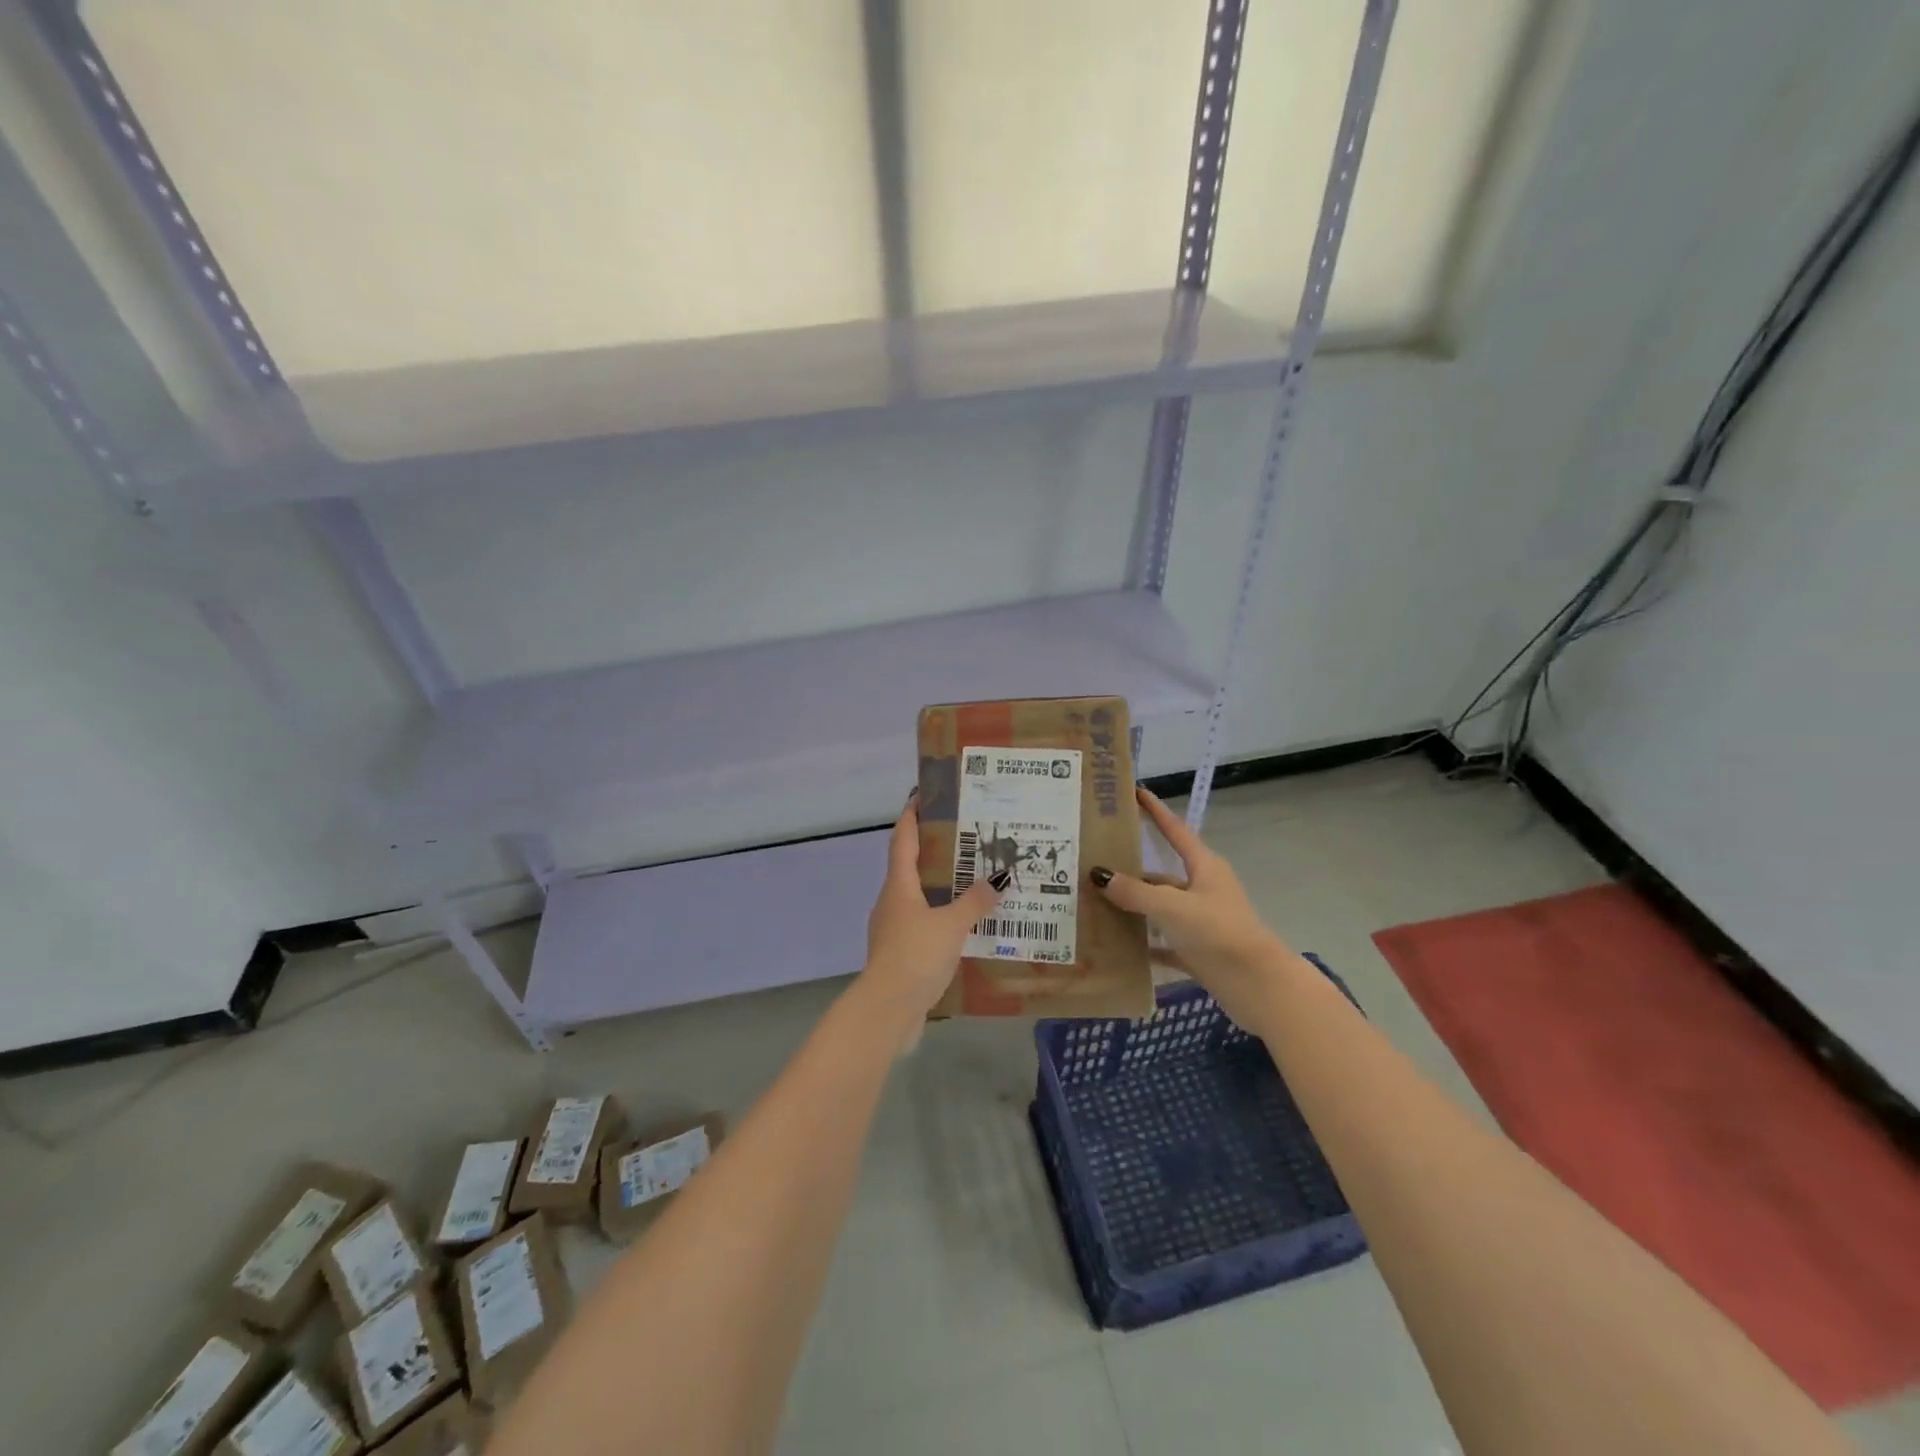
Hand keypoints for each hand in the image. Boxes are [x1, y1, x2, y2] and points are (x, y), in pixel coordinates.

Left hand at [855, 793, 1002, 1042]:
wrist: (888, 1010)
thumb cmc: (915, 956)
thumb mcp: (952, 925)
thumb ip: (975, 902)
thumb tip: (998, 878)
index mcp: (898, 886)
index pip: (902, 840)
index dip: (911, 816)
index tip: (922, 795)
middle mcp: (892, 902)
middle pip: (910, 867)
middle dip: (933, 851)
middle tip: (965, 838)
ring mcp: (893, 929)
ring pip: (919, 898)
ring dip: (941, 887)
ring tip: (973, 880)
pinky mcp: (901, 954)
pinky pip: (924, 925)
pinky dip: (942, 918)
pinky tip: (966, 926)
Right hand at [1089, 787, 1293, 1029]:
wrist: (1261, 988)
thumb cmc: (1220, 934)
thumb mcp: (1173, 907)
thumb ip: (1135, 892)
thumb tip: (1099, 874)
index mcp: (1204, 868)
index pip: (1175, 831)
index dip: (1155, 811)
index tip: (1135, 792)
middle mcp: (1203, 890)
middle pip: (1161, 874)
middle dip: (1131, 870)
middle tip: (1094, 862)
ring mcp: (1202, 922)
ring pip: (1160, 909)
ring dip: (1133, 908)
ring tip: (1094, 904)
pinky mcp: (1200, 952)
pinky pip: (1164, 942)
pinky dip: (1144, 944)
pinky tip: (1118, 946)